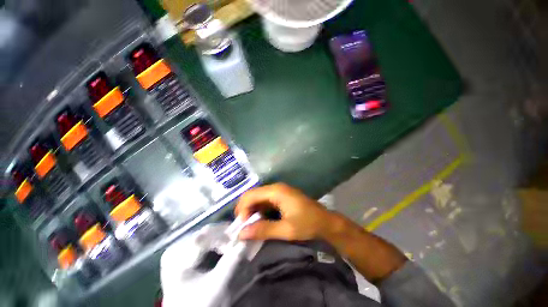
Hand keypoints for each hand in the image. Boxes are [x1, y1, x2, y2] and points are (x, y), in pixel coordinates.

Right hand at [235, 183, 333, 240]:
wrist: (327, 223)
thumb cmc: (309, 224)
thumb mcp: (286, 230)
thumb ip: (263, 230)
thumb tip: (241, 233)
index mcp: (276, 191)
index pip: (250, 195)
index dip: (242, 210)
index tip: (242, 227)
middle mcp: (276, 188)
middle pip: (253, 195)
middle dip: (246, 211)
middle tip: (245, 228)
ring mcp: (279, 191)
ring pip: (258, 198)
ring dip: (252, 212)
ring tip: (252, 227)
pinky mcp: (282, 197)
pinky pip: (265, 201)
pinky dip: (260, 211)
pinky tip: (262, 222)